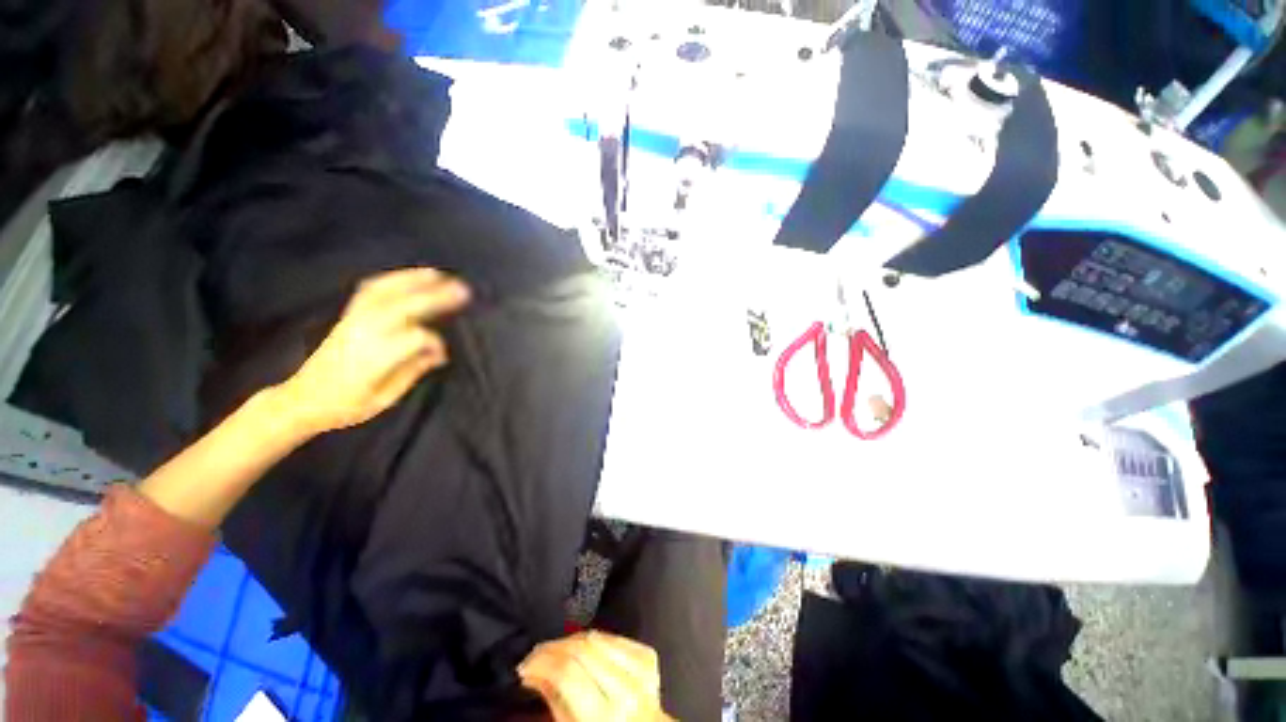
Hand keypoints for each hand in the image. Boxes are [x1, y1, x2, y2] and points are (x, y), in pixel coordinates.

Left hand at [277, 268, 469, 435]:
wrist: (302, 399)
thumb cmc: (346, 406)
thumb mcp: (384, 399)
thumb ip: (412, 372)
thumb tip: (436, 355)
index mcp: (376, 357)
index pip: (416, 338)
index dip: (435, 344)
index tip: (441, 358)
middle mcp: (365, 333)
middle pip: (405, 306)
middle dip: (435, 297)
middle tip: (463, 290)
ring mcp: (354, 321)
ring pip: (385, 292)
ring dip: (413, 280)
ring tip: (437, 274)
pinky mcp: (347, 317)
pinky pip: (369, 292)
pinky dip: (390, 281)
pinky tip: (406, 278)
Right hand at [519, 631, 672, 721]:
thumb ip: (555, 703)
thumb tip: (533, 673)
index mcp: (603, 717)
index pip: (566, 672)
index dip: (541, 663)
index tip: (525, 665)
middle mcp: (625, 690)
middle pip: (581, 649)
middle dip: (552, 648)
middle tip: (536, 655)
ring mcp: (640, 670)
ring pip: (596, 637)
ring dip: (571, 641)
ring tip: (556, 651)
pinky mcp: (648, 656)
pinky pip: (614, 636)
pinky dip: (594, 639)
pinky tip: (583, 649)